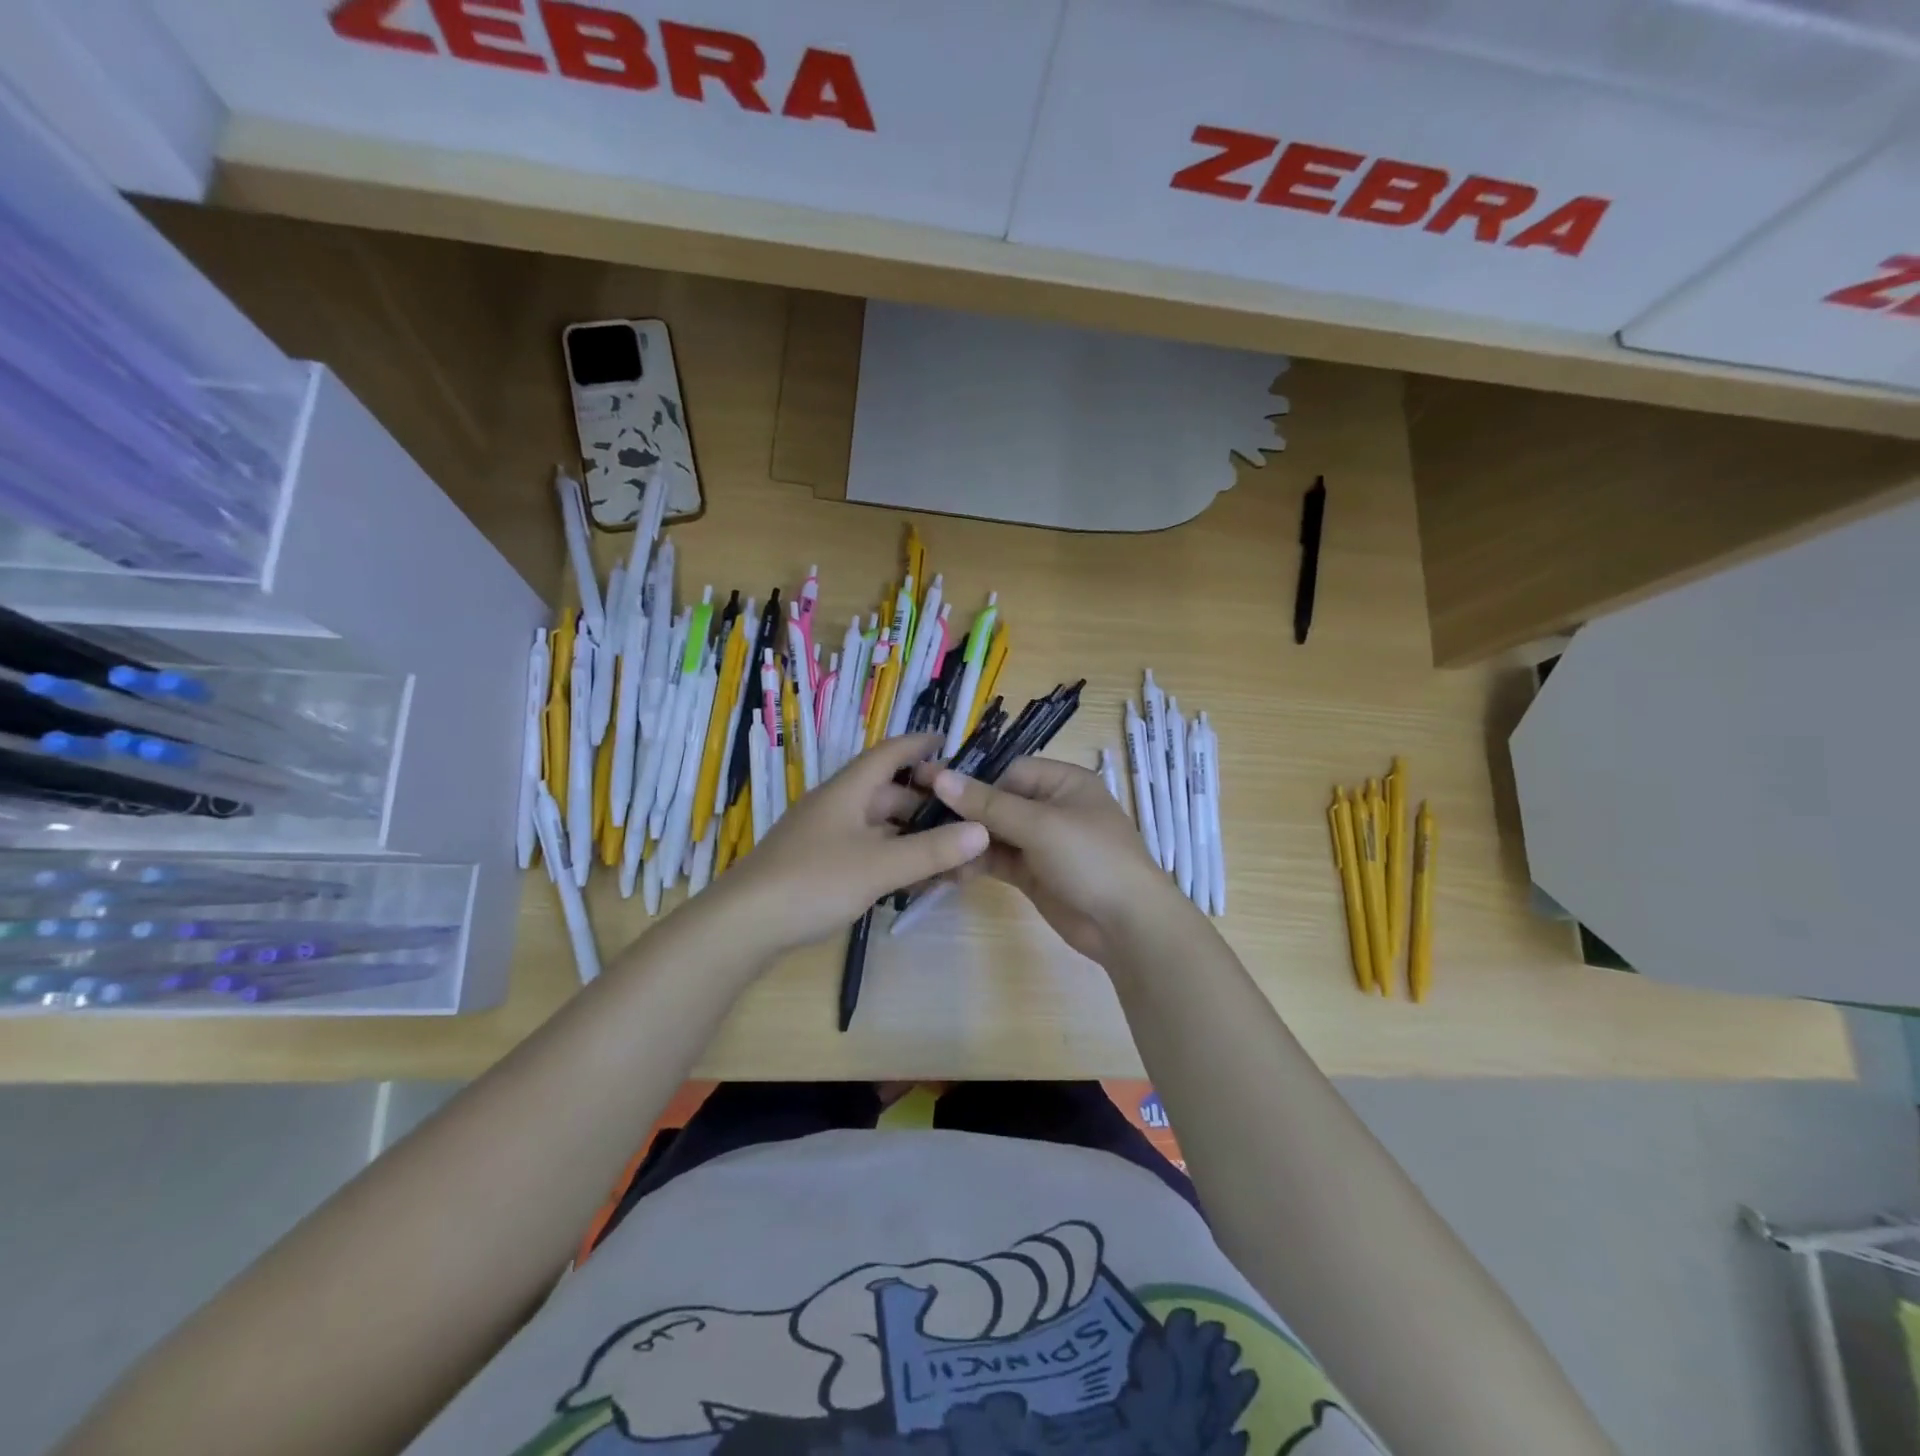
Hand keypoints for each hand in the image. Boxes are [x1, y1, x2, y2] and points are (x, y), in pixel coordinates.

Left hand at [723, 734, 988, 951]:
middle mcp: (837, 807)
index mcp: (848, 791)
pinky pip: (868, 852)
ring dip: (914, 838)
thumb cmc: (813, 881)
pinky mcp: (820, 866)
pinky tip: (916, 881)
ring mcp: (826, 837)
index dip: (919, 744)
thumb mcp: (879, 866)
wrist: (743, 925)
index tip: (951, 742)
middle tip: (968, 819)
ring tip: (952, 857)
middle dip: (928, 805)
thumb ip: (931, 850)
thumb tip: (982, 831)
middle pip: (889, 794)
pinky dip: (894, 860)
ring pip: (881, 828)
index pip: (889, 753)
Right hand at [925, 757, 1183, 964]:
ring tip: (928, 848)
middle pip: (998, 802)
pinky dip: (975, 863)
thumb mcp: (1039, 825)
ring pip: (994, 833)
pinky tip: (947, 870)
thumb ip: (988, 803)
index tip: (931, 790)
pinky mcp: (1033, 874)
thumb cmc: (1091, 859)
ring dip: (966, 841)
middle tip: (918, 819)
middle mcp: (1052, 807)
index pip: (1009, 771)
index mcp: (1064, 782)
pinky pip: (998, 860)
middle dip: (964, 813)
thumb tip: (940, 777)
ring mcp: (1042, 843)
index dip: (974, 781)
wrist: (1127, 926)